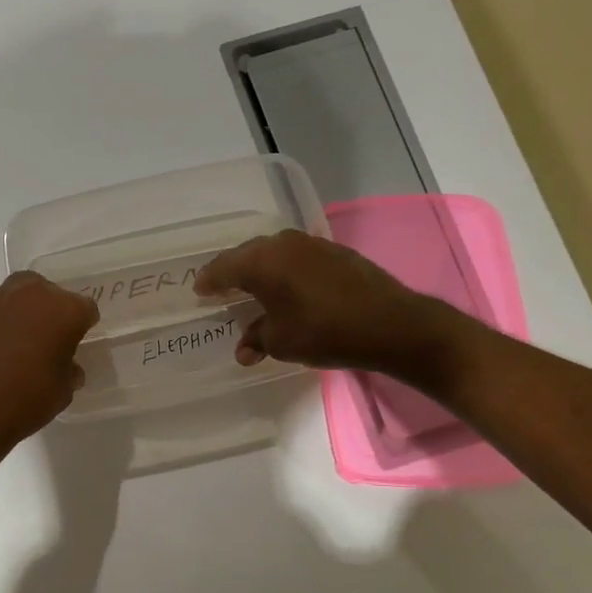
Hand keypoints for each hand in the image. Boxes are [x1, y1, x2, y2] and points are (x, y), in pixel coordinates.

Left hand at [0, 233, 100, 463]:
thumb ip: (68, 369)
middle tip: (49, 344)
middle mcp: (35, 294)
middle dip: (53, 314)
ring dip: (25, 300)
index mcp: (66, 311)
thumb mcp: (64, 391)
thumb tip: (66, 364)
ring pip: (20, 286)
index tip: (78, 344)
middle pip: (51, 294)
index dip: (82, 328)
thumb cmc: (27, 403)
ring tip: (24, 323)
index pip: (85, 310)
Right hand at [194, 228, 456, 377]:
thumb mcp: (282, 342)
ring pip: (273, 253)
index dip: (209, 281)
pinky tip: (287, 287)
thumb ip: (256, 339)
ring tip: (252, 288)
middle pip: (247, 255)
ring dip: (260, 269)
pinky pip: (295, 257)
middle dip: (232, 272)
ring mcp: (311, 244)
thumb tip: (244, 348)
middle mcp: (283, 244)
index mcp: (262, 262)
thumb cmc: (325, 332)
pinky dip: (284, 270)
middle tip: (221, 288)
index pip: (223, 267)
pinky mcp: (334, 251)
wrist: (392, 324)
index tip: (199, 290)